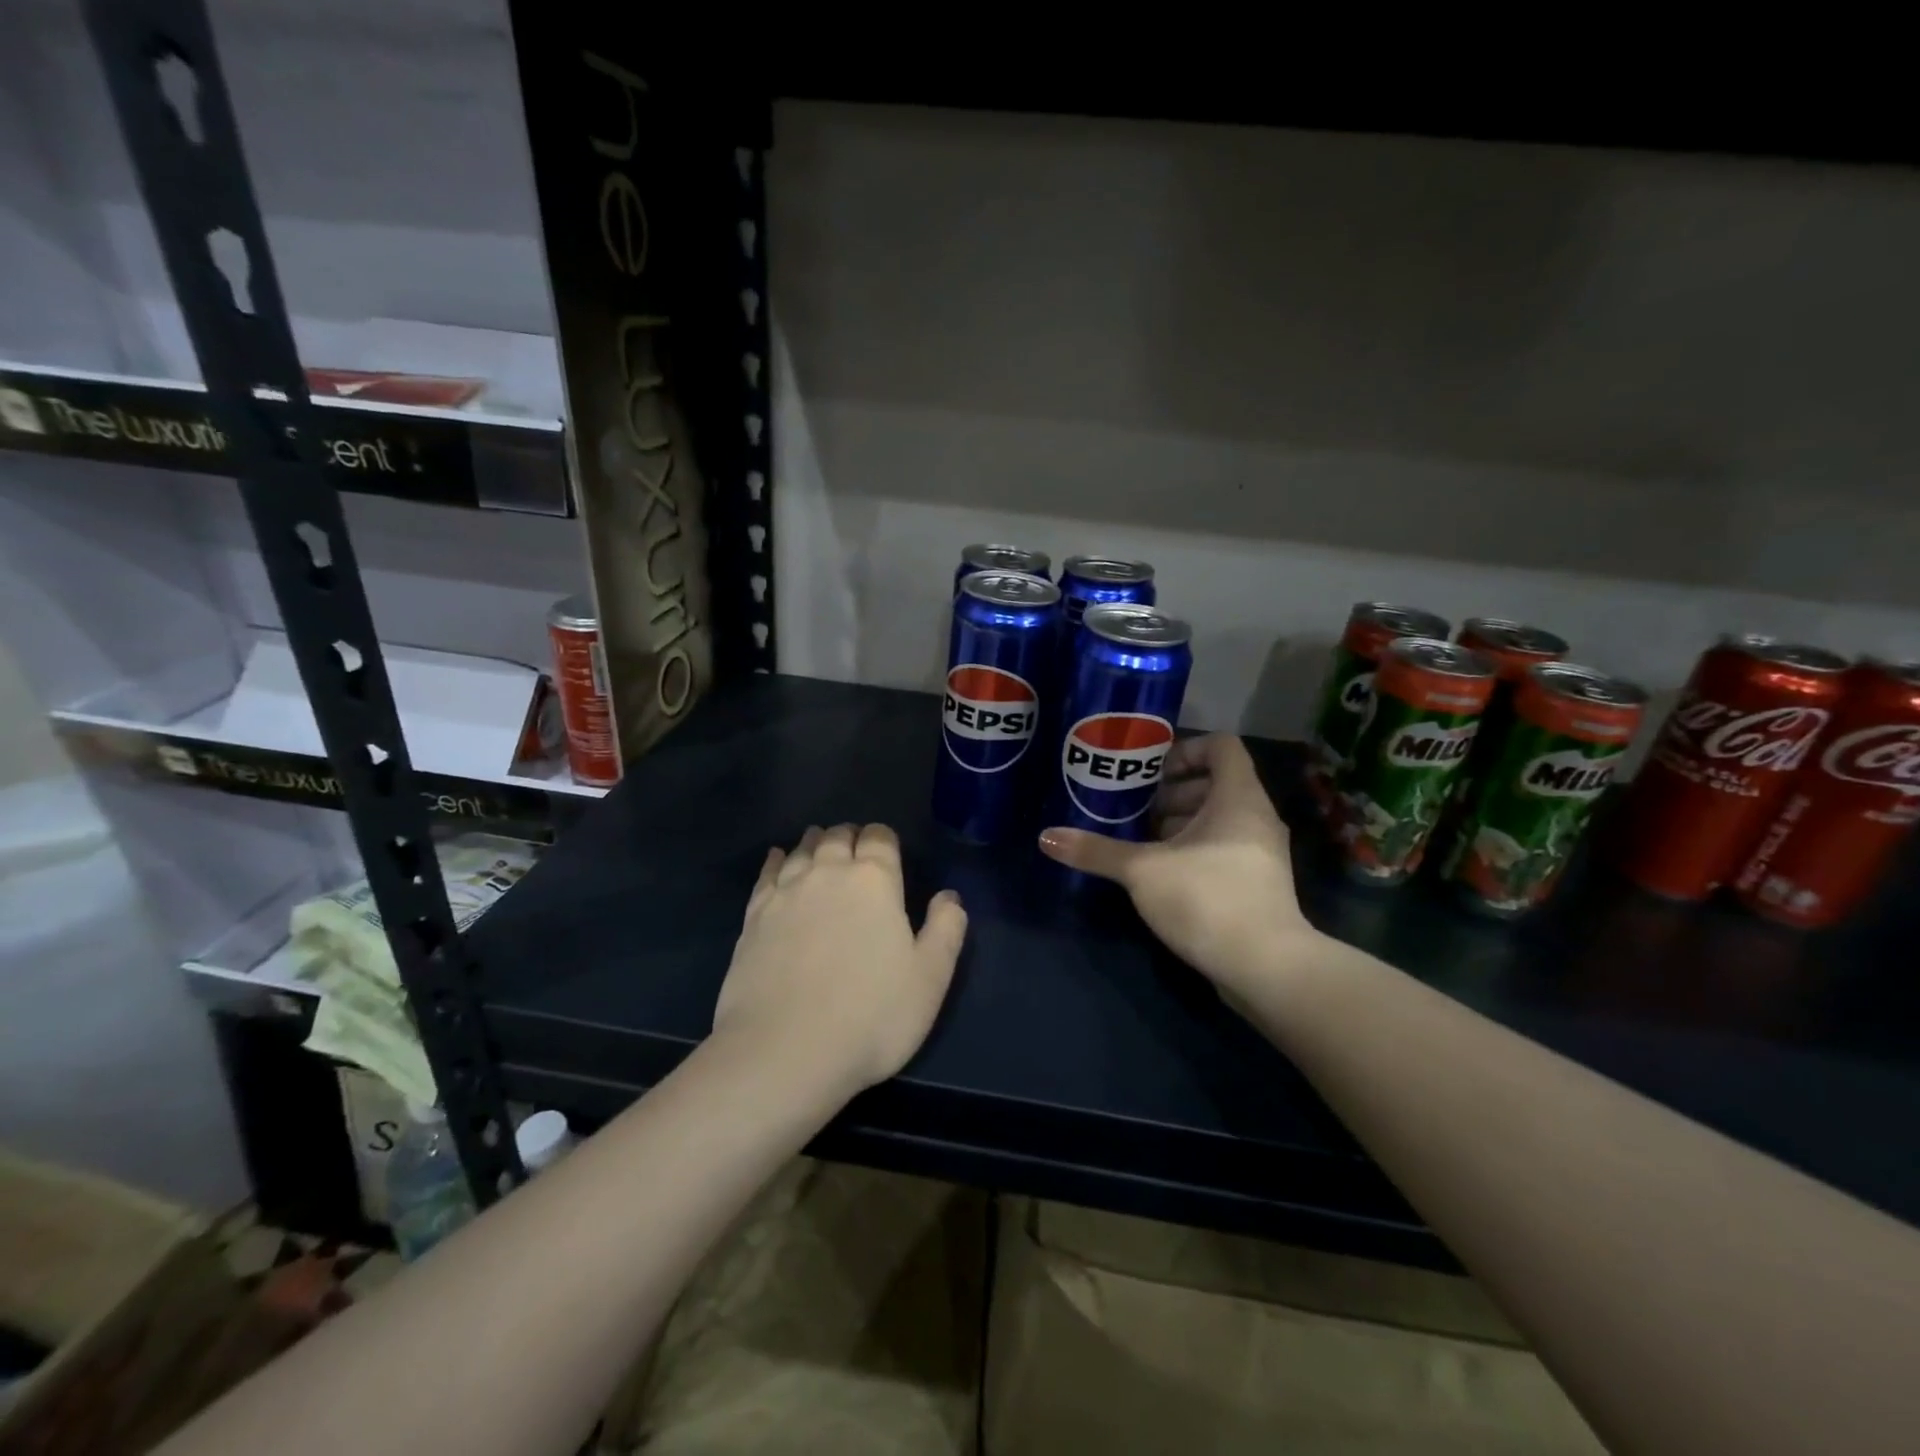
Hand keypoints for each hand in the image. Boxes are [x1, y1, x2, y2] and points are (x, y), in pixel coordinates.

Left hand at [713, 824, 967, 1098]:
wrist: (785, 1051)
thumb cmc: (871, 1014)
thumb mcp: (930, 978)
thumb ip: (946, 929)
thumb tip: (949, 896)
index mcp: (874, 880)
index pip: (879, 838)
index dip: (884, 839)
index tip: (888, 850)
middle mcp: (827, 873)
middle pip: (838, 837)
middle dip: (850, 837)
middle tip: (856, 848)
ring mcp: (785, 893)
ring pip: (801, 851)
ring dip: (815, 843)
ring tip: (820, 844)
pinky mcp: (753, 917)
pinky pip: (766, 875)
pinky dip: (775, 861)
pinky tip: (777, 859)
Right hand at [1039, 734, 1317, 999]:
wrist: (1265, 968)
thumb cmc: (1207, 899)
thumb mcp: (1142, 871)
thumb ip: (1096, 851)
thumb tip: (1046, 837)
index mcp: (1238, 797)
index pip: (1220, 746)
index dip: (1184, 750)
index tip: (1149, 774)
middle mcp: (1256, 817)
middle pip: (1215, 784)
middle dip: (1171, 794)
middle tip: (1134, 811)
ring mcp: (1261, 854)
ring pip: (1218, 820)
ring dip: (1180, 825)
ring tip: (1141, 843)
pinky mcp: (1257, 885)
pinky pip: (1224, 850)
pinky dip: (1194, 852)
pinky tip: (1161, 875)